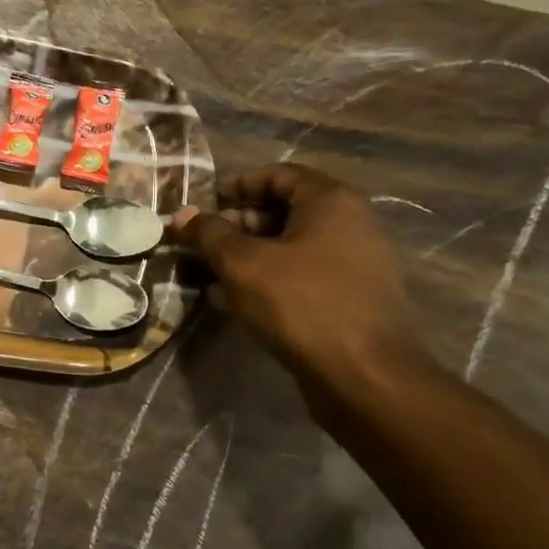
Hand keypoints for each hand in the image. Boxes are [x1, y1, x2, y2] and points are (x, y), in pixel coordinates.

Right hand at [172, 164, 424, 386]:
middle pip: (284, 210)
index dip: (238, 185)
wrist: (364, 374)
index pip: (279, 174)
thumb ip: (209, 234)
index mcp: (330, 202)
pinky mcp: (350, 297)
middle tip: (203, 244)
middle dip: (237, 224)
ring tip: (209, 275)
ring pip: (290, 246)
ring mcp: (354, 262)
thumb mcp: (242, 264)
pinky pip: (302, 275)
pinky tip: (233, 301)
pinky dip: (268, 279)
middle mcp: (349, 224)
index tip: (206, 206)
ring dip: (247, 256)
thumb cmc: (301, 304)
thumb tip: (183, 214)